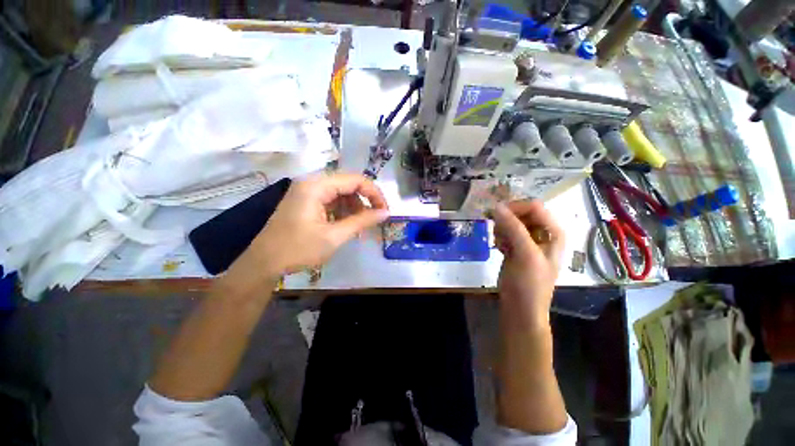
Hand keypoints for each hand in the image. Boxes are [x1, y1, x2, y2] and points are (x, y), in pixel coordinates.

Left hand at [244, 173, 388, 278]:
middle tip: (374, 220)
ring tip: (359, 227)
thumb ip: (362, 221)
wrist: (263, 264)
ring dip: (354, 208)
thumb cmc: (298, 250)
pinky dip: (342, 212)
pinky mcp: (306, 202)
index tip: (384, 211)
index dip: (374, 194)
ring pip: (341, 194)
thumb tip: (386, 213)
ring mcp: (307, 192)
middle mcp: (312, 183)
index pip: (356, 180)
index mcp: (317, 186)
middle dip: (364, 202)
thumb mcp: (334, 236)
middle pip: (348, 185)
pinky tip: (346, 226)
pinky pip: (331, 202)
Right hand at [492, 200, 564, 327]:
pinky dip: (500, 237)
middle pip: (522, 213)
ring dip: (502, 229)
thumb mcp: (525, 254)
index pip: (534, 207)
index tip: (495, 215)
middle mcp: (543, 233)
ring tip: (500, 244)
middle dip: (507, 220)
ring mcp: (529, 241)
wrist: (520, 308)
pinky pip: (506, 233)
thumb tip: (497, 206)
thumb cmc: (529, 284)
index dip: (515, 208)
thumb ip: (513, 228)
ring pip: (511, 222)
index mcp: (554, 232)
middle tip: (497, 232)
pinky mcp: (516, 247)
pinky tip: (499, 248)